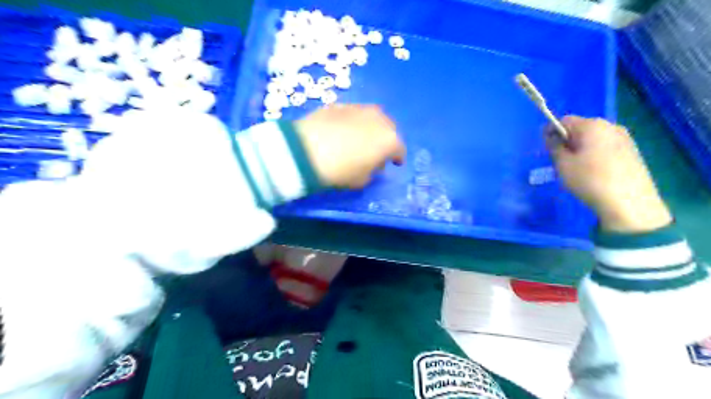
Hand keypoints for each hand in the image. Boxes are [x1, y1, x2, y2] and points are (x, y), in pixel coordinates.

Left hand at [295, 105, 405, 187]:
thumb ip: (373, 170)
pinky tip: (341, 131)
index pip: (399, 149)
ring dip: (370, 128)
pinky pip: (353, 115)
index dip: (397, 158)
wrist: (306, 151)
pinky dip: (352, 123)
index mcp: (389, 140)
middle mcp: (378, 119)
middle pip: (388, 128)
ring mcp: (359, 108)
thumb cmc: (340, 171)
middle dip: (385, 139)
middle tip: (377, 150)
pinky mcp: (339, 105)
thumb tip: (373, 163)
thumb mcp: (362, 180)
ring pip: (371, 118)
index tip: (394, 163)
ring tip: (359, 139)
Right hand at [548, 115, 673, 233]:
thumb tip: (551, 134)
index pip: (564, 120)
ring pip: (593, 139)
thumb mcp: (562, 164)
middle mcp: (611, 126)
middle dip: (568, 142)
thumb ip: (554, 146)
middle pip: (580, 128)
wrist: (629, 203)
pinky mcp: (633, 152)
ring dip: (581, 150)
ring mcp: (625, 138)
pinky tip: (595, 174)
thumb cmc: (589, 180)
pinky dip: (596, 156)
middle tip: (562, 163)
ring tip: (579, 171)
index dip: (552, 133)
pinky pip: (606, 148)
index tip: (548, 151)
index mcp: (592, 125)